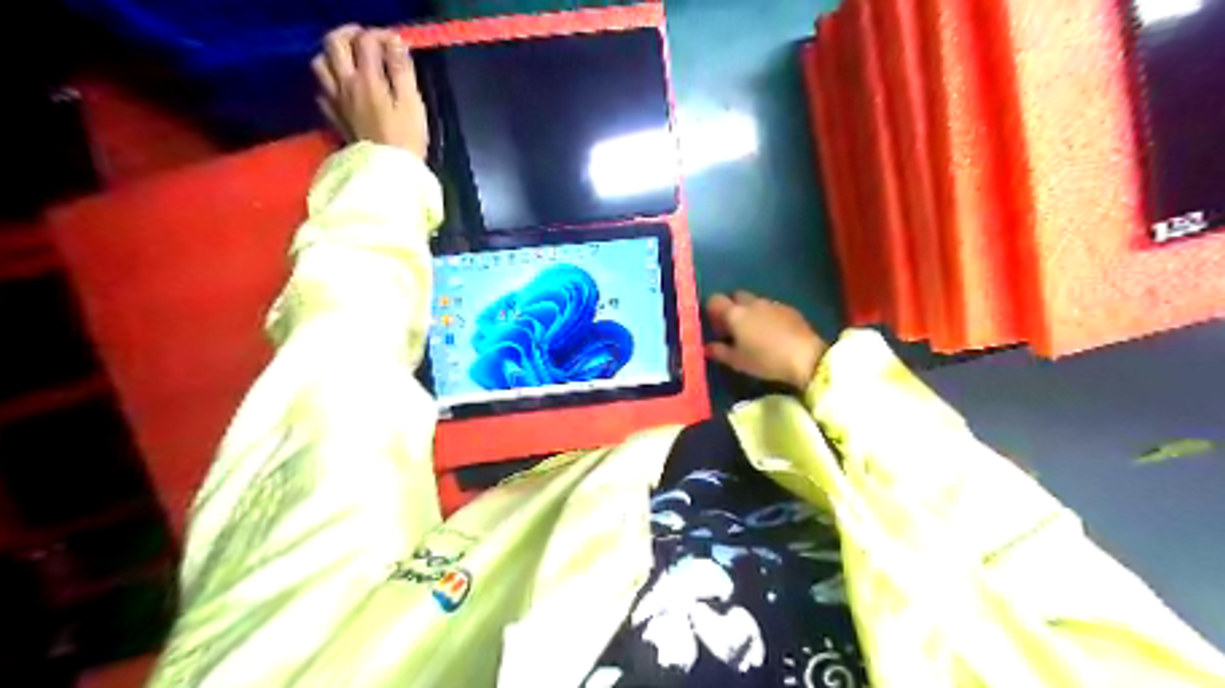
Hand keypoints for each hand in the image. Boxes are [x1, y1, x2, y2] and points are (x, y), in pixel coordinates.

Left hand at [311, 23, 428, 158]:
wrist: (388, 172)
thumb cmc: (406, 139)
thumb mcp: (412, 103)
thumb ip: (402, 70)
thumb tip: (396, 42)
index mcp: (367, 79)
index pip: (367, 41)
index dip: (381, 35)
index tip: (397, 43)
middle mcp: (345, 84)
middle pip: (333, 43)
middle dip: (350, 34)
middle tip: (367, 40)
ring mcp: (335, 101)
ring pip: (320, 63)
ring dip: (333, 55)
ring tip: (351, 60)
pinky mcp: (333, 118)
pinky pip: (321, 90)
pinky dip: (330, 82)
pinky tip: (343, 88)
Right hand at [703, 291, 826, 392]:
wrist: (805, 357)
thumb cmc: (765, 360)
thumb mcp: (738, 361)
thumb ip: (719, 352)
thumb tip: (707, 347)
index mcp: (735, 313)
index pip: (715, 300)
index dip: (713, 312)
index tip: (718, 328)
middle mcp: (751, 303)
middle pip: (735, 296)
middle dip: (732, 307)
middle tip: (734, 329)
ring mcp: (772, 303)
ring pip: (754, 301)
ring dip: (750, 312)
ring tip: (755, 333)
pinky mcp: (789, 308)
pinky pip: (771, 307)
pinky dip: (767, 316)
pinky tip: (773, 334)